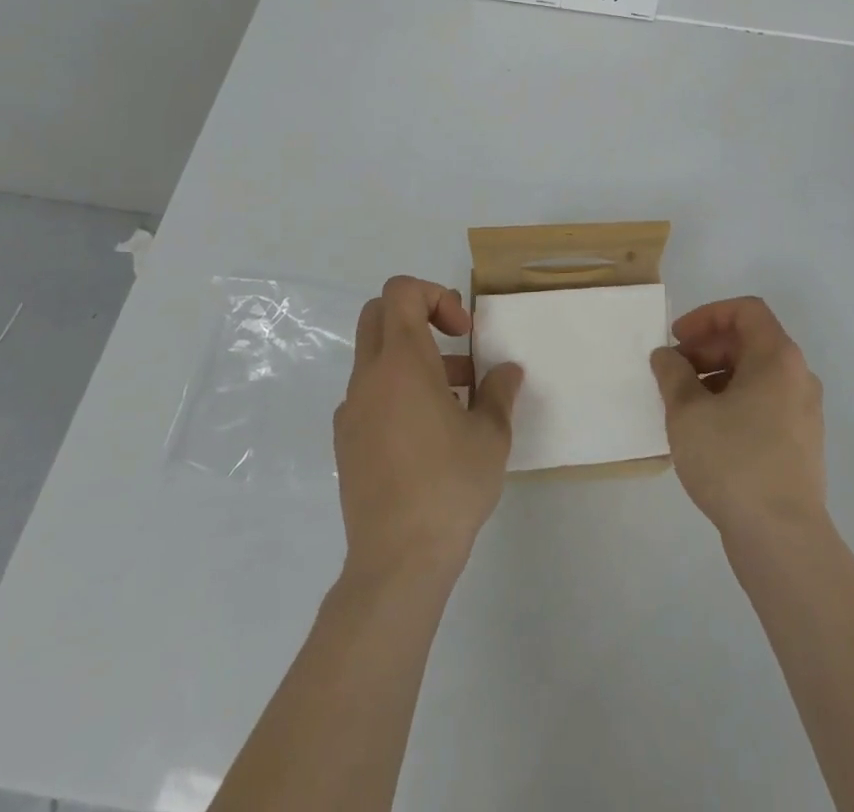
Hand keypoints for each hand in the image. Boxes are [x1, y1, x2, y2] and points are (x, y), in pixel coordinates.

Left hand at [335, 276, 523, 580]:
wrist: (397, 561)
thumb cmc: (449, 486)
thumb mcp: (491, 435)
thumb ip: (499, 392)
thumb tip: (507, 371)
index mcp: (401, 362)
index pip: (400, 292)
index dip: (435, 295)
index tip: (463, 332)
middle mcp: (368, 377)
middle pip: (378, 314)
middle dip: (418, 316)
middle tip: (454, 344)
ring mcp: (351, 410)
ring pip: (374, 356)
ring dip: (412, 357)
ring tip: (456, 397)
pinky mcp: (346, 442)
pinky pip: (369, 394)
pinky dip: (396, 391)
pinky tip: (427, 433)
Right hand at [651, 297, 826, 542]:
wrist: (782, 538)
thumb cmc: (733, 460)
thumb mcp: (688, 412)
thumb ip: (672, 374)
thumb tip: (666, 356)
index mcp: (778, 358)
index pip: (745, 310)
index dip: (707, 316)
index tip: (678, 339)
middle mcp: (798, 377)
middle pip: (751, 342)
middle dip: (707, 349)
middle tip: (674, 373)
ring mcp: (803, 413)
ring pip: (756, 376)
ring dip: (717, 378)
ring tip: (684, 405)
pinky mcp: (801, 445)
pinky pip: (764, 405)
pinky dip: (734, 403)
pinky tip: (706, 434)